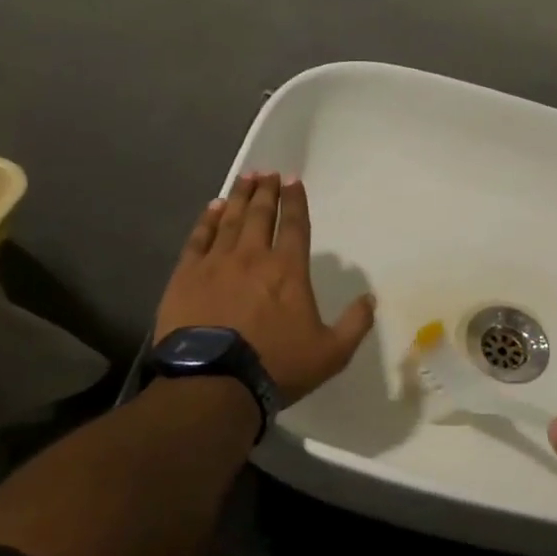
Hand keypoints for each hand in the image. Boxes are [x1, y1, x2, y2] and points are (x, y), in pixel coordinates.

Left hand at [155, 172, 375, 404]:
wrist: (213, 383)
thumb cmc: (276, 365)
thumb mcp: (331, 353)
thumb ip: (355, 324)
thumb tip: (370, 298)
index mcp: (288, 270)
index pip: (294, 225)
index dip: (295, 201)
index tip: (293, 180)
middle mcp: (253, 256)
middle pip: (260, 214)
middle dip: (266, 191)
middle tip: (268, 173)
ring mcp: (216, 263)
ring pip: (229, 220)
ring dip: (239, 197)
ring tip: (245, 179)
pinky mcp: (186, 276)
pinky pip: (198, 238)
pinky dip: (206, 220)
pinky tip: (212, 208)